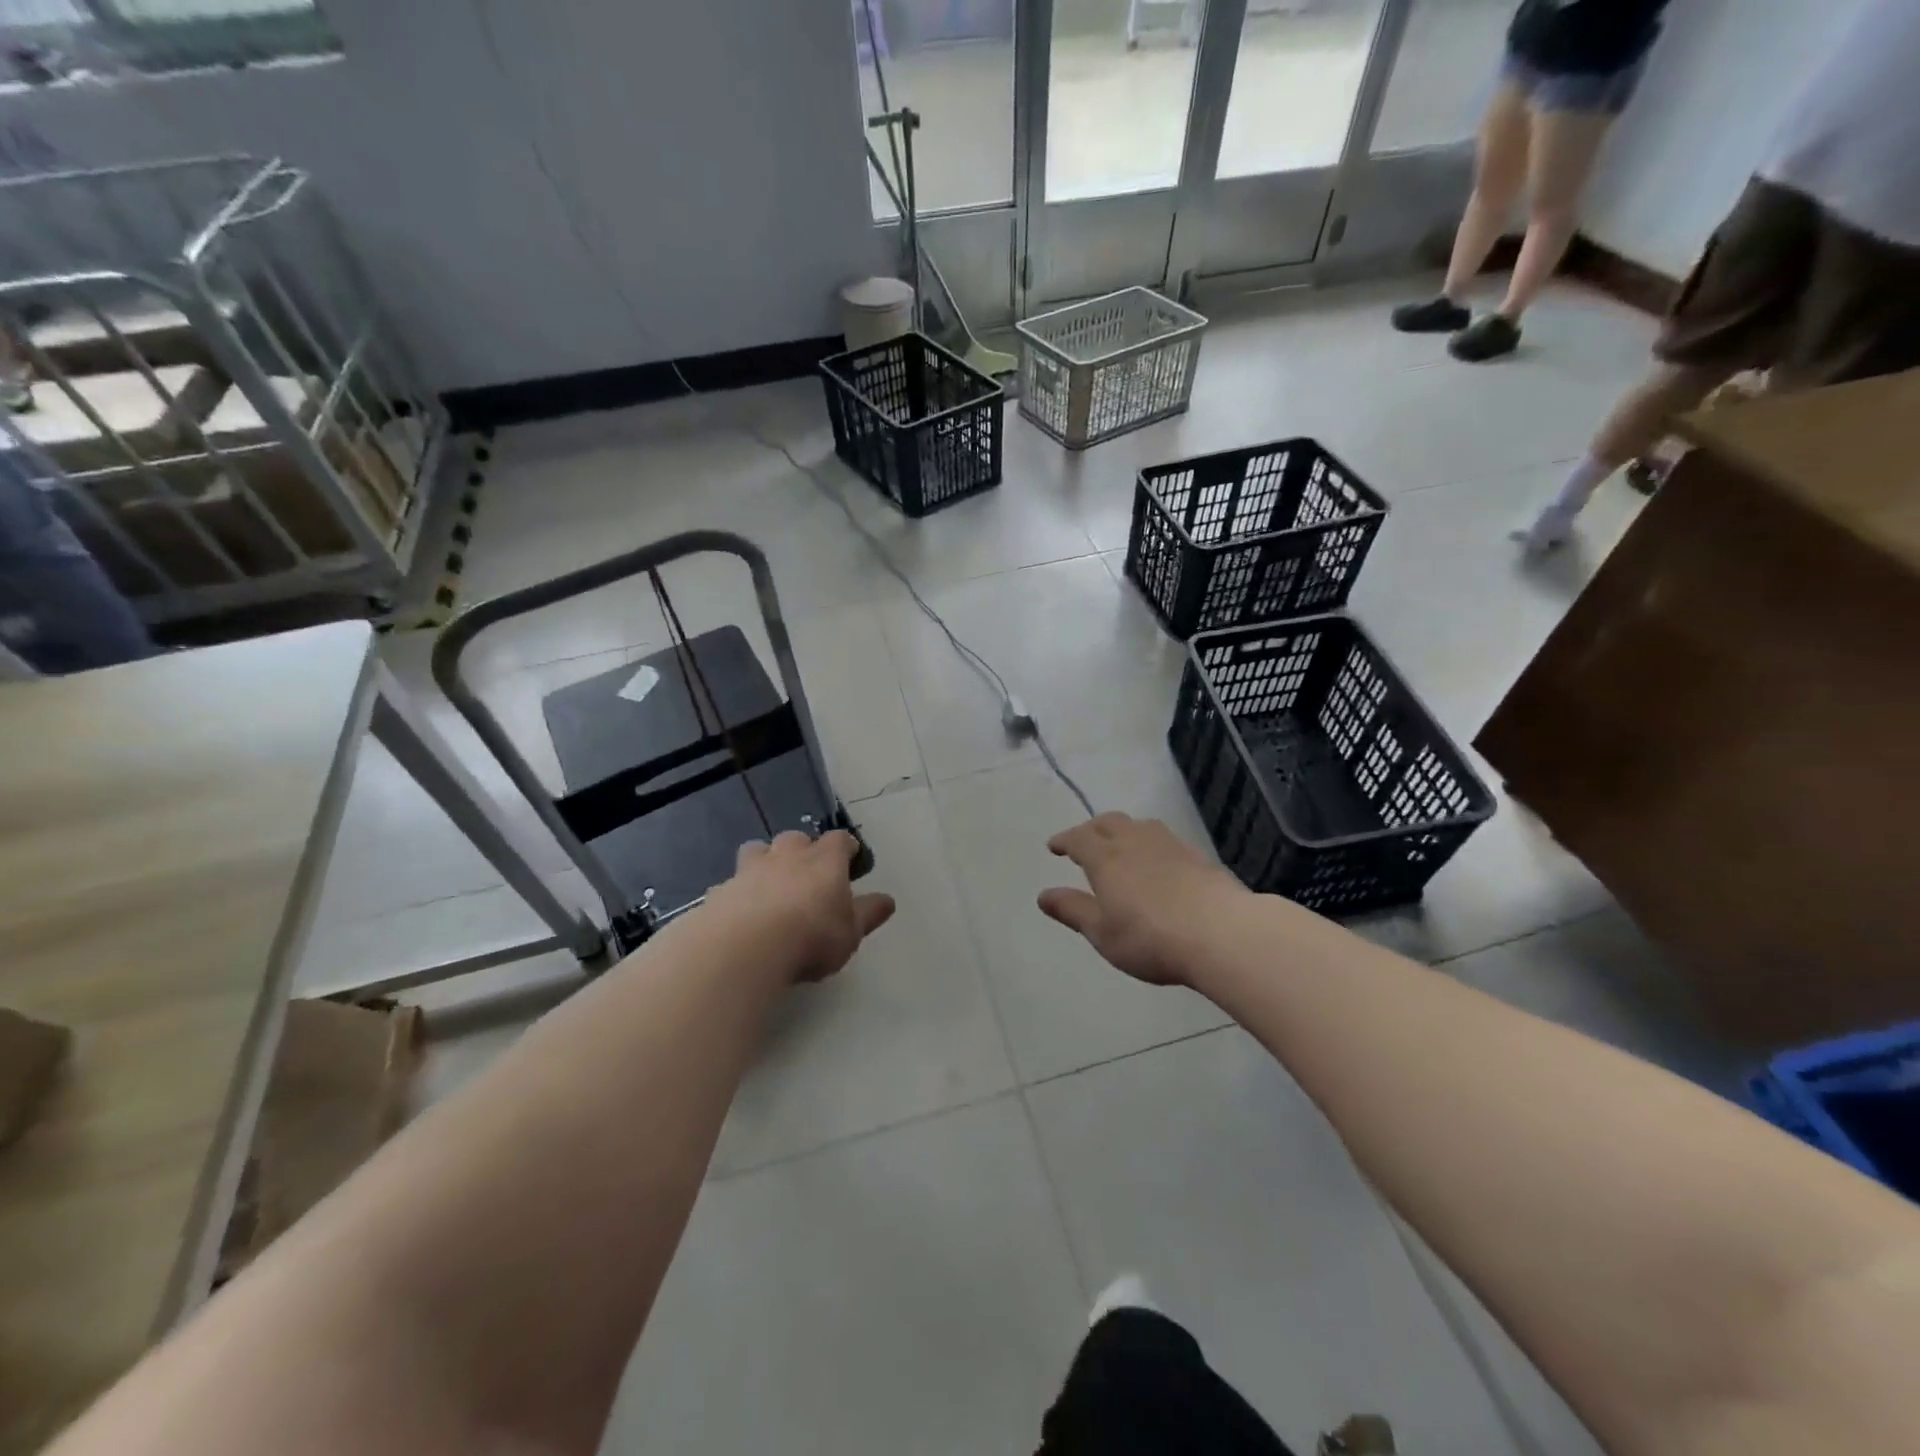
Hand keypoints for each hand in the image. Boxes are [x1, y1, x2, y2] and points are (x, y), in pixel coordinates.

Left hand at [709, 830, 894, 982]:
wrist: (746, 947)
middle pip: (795, 838)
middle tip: (807, 873)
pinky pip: (730, 884)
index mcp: (824, 860)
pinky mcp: (720, 890)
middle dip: (802, 850)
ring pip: (757, 850)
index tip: (850, 859)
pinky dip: (737, 893)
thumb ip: (868, 914)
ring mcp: (750, 869)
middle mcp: (787, 855)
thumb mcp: (851, 932)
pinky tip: (738, 914)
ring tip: (768, 884)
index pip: (840, 840)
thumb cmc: (812, 936)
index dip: (845, 848)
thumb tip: (887, 900)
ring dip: (764, 861)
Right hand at [1037, 813, 1243, 986]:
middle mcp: (1135, 842)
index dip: (1064, 841)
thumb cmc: (1150, 937)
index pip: (1078, 838)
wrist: (1221, 933)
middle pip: (1108, 823)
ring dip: (1123, 830)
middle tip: (1084, 841)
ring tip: (1120, 844)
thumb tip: (1043, 895)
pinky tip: (1157, 860)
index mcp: (1106, 858)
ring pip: (1139, 825)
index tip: (1054, 846)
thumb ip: (1072, 910)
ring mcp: (1169, 845)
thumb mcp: (1102, 933)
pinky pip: (1164, 838)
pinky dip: (1150, 842)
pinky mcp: (1197, 856)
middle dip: (1091, 829)